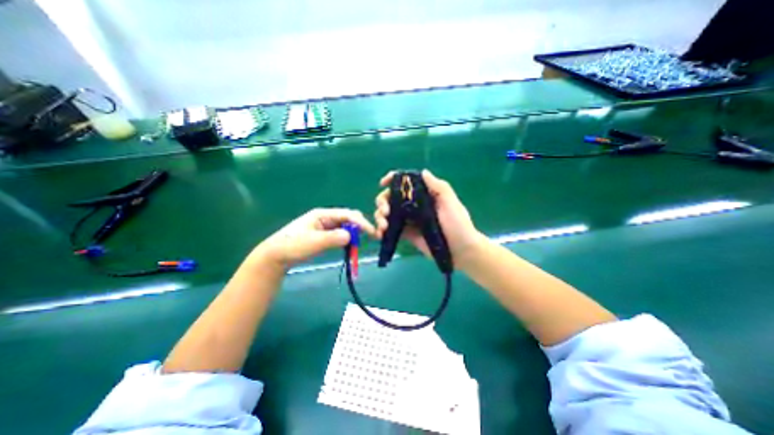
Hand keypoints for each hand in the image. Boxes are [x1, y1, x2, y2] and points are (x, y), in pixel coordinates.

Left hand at [250, 208, 377, 271]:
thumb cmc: (291, 246)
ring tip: (361, 243)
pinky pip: (341, 235)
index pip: (347, 215)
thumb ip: (332, 238)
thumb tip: (351, 236)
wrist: (275, 257)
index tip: (372, 232)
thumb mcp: (312, 242)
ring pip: (346, 227)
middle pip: (348, 219)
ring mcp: (325, 226)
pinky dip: (348, 239)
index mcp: (323, 214)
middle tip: (370, 238)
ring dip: (355, 234)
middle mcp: (326, 218)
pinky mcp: (325, 235)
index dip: (361, 222)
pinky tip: (351, 245)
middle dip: (360, 227)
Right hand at [375, 172, 480, 265]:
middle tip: (384, 211)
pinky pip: (391, 229)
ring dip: (379, 216)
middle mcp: (414, 205)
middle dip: (382, 201)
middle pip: (391, 197)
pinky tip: (380, 234)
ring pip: (388, 213)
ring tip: (382, 226)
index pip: (406, 183)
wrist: (461, 251)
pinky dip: (382, 230)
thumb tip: (423, 172)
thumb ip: (438, 187)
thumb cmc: (458, 225)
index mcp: (424, 195)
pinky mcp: (407, 234)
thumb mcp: (451, 203)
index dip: (392, 180)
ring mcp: (409, 220)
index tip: (383, 183)